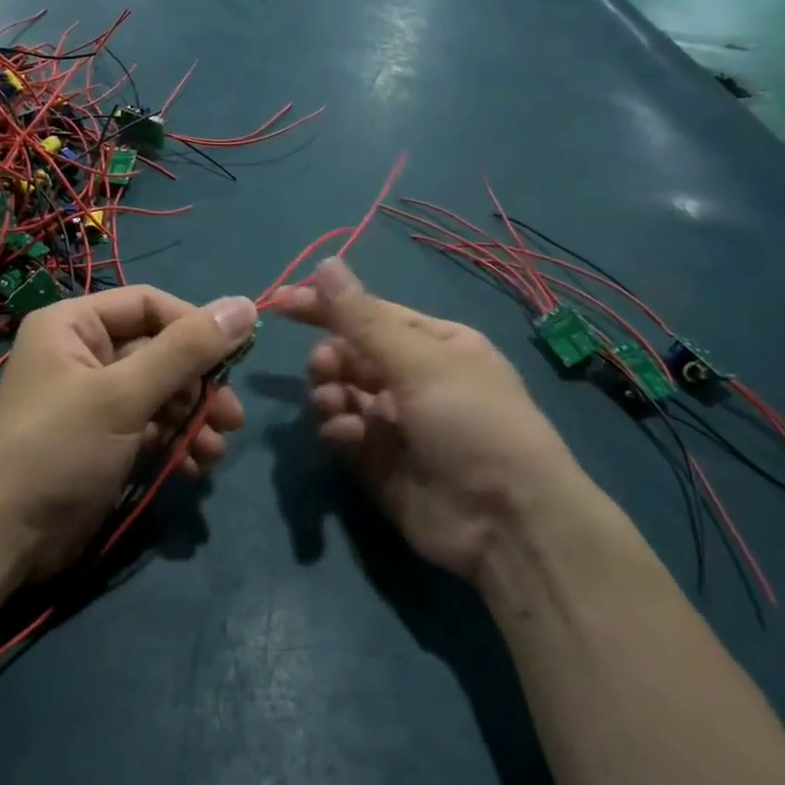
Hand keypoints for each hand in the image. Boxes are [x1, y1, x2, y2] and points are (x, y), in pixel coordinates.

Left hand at [0, 286, 255, 580]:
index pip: (149, 305)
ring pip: (160, 393)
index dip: (194, 325)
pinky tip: (194, 467)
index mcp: (73, 325)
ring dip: (193, 419)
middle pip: (160, 351)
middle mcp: (83, 354)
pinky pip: (151, 426)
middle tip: (232, 417)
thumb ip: (186, 351)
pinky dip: (175, 442)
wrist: (3, 540)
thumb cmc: (58, 450)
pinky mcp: (104, 439)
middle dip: (198, 385)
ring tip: (216, 452)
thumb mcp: (123, 395)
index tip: (235, 356)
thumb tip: (245, 305)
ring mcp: (94, 399)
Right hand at [278, 259, 587, 588]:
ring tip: (335, 405)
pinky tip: (347, 438)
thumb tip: (325, 262)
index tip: (279, 302)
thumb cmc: (472, 423)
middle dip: (330, 357)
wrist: (505, 522)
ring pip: (340, 392)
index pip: (368, 313)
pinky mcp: (376, 461)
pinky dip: (337, 430)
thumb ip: (362, 318)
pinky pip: (341, 432)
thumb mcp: (419, 362)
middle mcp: (411, 378)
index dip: (324, 305)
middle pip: (349, 353)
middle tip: (326, 369)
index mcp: (432, 344)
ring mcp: (392, 421)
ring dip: (330, 392)